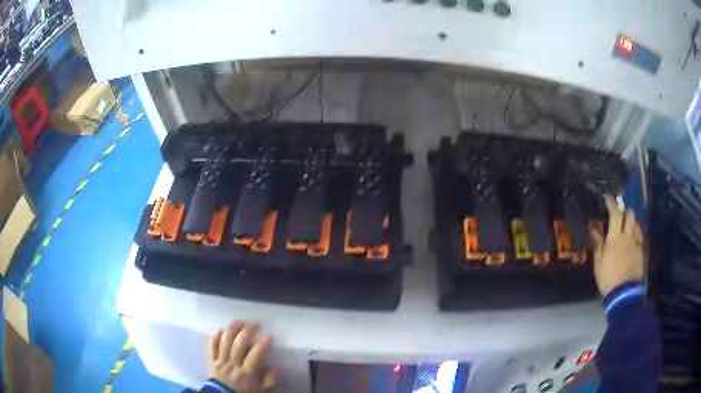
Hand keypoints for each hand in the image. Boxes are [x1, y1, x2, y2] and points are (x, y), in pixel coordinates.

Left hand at [209, 320, 276, 392]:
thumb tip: (275, 366)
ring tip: (239, 321)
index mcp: (246, 373)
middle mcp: (233, 365)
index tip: (269, 335)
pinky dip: (214, 338)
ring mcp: (221, 362)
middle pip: (238, 345)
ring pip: (224, 343)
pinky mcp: (212, 361)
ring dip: (232, 330)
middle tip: (255, 323)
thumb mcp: (262, 390)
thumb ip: (270, 379)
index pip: (255, 355)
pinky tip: (220, 329)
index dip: (262, 344)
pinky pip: (211, 348)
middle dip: (247, 332)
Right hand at [591, 194, 644, 296]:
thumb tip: (593, 226)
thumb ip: (598, 242)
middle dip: (625, 211)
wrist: (624, 294)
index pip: (615, 213)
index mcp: (615, 238)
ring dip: (631, 222)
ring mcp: (636, 243)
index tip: (607, 197)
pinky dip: (636, 233)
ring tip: (626, 227)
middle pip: (630, 214)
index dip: (611, 203)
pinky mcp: (641, 250)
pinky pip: (640, 235)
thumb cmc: (608, 278)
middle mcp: (628, 236)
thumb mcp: (599, 262)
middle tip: (619, 215)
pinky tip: (632, 239)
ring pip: (636, 224)